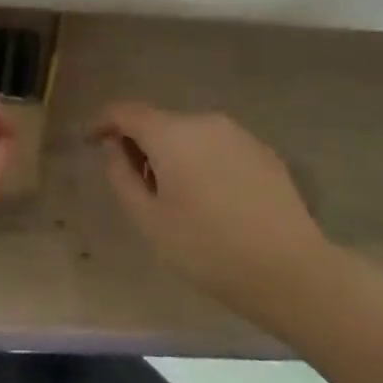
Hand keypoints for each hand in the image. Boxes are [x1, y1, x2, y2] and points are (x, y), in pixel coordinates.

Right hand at [95, 103, 331, 330]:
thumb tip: (115, 148)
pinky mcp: (263, 153)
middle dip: (141, 145)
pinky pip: (219, 148)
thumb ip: (122, 177)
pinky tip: (212, 201)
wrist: (292, 271)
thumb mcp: (150, 221)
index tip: (89, 140)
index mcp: (171, 134)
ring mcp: (238, 135)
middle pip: (160, 123)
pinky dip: (203, 163)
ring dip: (174, 155)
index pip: (126, 112)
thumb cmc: (209, 249)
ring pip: (191, 135)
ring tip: (175, 198)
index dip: (103, 122)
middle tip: (136, 184)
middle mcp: (204, 122)